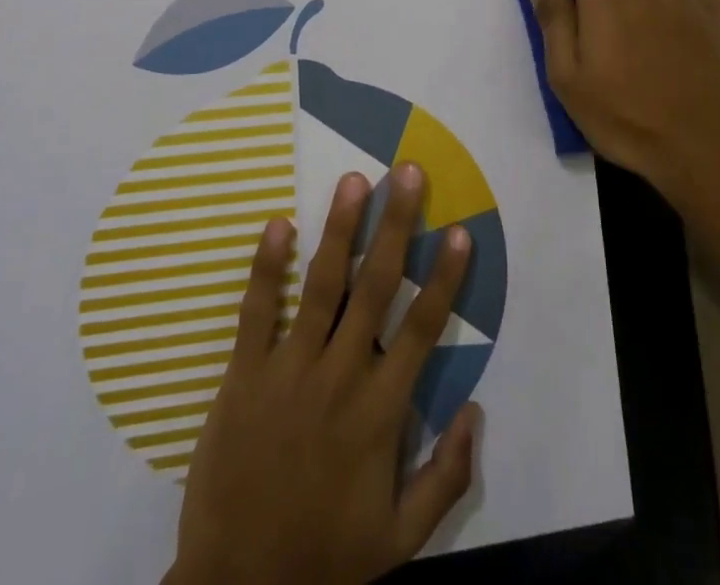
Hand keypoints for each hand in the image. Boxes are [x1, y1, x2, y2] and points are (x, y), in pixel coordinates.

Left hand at [166, 165, 480, 584]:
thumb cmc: (324, 560)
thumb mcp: (401, 541)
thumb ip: (446, 477)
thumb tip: (477, 411)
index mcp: (380, 411)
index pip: (422, 329)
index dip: (444, 278)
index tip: (458, 232)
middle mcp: (339, 376)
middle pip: (375, 287)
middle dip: (395, 226)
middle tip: (407, 174)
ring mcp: (288, 370)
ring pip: (321, 285)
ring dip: (341, 229)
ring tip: (355, 181)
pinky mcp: (242, 374)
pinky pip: (256, 310)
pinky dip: (268, 266)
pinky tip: (278, 223)